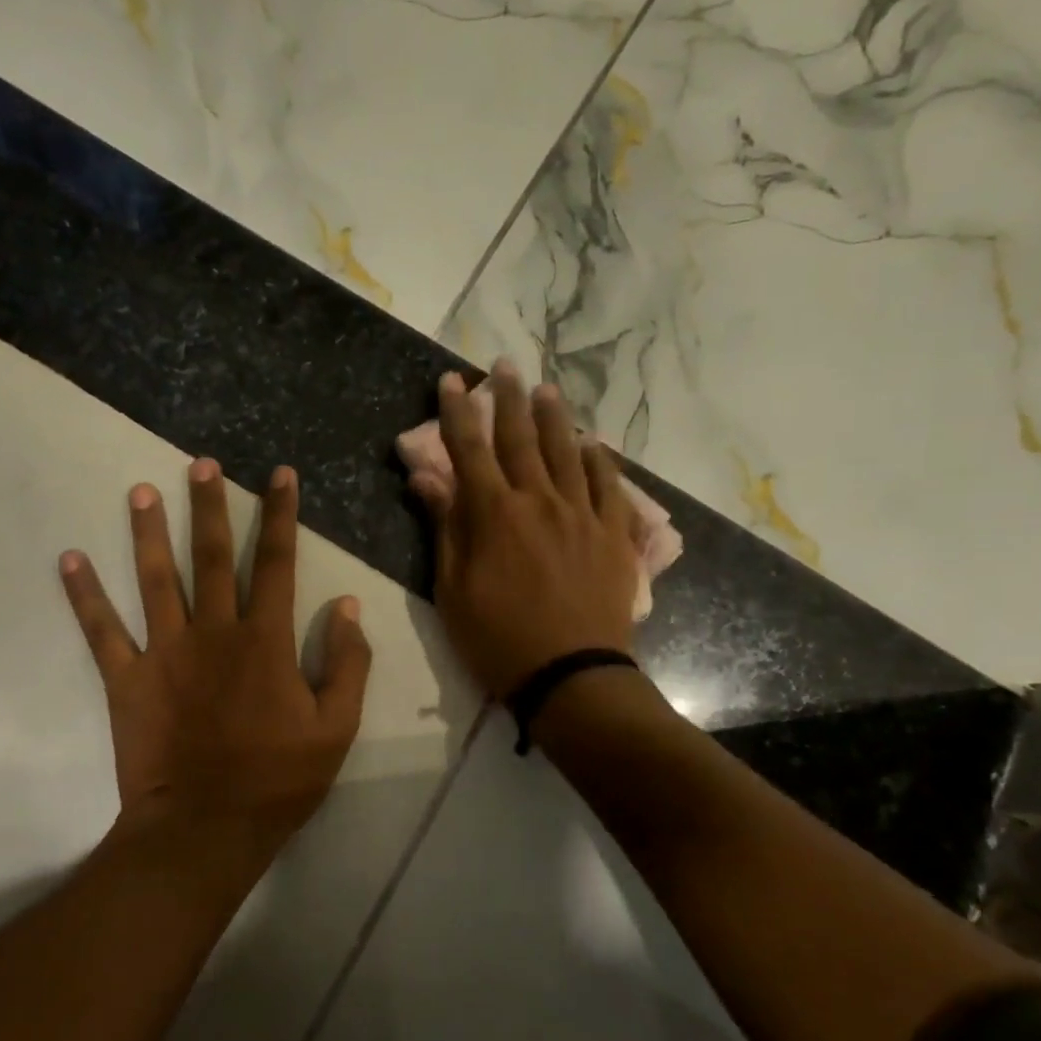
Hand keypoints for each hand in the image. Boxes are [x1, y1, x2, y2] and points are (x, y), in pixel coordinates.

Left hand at [60, 459, 371, 858]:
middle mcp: (213, 632)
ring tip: (141, 491)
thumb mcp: (336, 727)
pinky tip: (70, 560)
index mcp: (265, 641)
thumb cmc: (277, 781)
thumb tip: (347, 605)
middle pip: (213, 556)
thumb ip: (348, 663)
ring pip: (155, 579)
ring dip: (149, 532)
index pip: (277, 563)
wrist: (205, 829)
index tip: (280, 475)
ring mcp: (165, 653)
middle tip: (201, 464)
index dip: (281, 515)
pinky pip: (102, 631)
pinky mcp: (127, 679)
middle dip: (210, 506)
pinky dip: (84, 595)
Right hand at [417, 362, 637, 698]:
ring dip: (554, 417)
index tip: (450, 381)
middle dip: (508, 398)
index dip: (457, 412)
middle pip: (521, 438)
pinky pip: (609, 486)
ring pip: (567, 452)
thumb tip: (425, 477)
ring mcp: (583, 515)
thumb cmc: (498, 639)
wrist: (570, 675)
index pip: (469, 449)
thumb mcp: (453, 589)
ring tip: (546, 388)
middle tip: (504, 365)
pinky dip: (599, 460)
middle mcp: (540, 500)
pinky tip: (594, 444)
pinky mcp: (614, 535)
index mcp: (494, 514)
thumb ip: (444, 527)